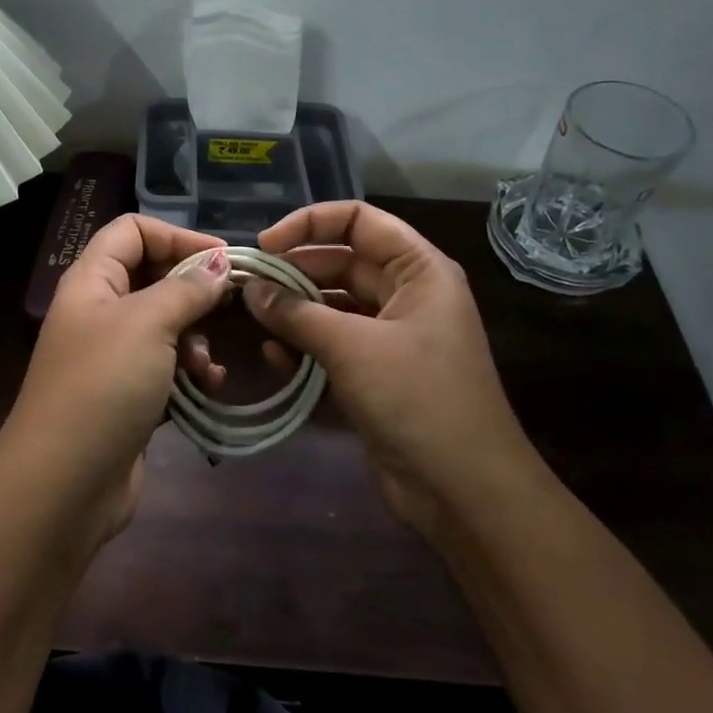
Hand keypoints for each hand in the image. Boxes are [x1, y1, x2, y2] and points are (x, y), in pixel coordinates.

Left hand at [0, 215, 230, 546]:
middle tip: (230, 305)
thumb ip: (187, 288)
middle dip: (193, 290)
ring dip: (196, 338)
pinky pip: (166, 367)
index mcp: (92, 280)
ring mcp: (112, 355)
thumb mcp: (148, 324)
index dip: (177, 235)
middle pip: (153, 276)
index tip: (223, 257)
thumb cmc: (104, 385)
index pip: (132, 231)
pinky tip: (208, 388)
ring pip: (166, 325)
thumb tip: (218, 263)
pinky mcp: (127, 394)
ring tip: (207, 364)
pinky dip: (189, 372)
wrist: (64, 483)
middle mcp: (99, 310)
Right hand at [245, 202, 538, 541]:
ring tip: (255, 323)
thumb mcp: (352, 348)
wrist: (465, 491)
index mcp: (418, 270)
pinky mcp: (375, 374)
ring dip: (294, 313)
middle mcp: (406, 295)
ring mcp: (390, 337)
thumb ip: (296, 313)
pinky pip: (332, 346)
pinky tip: (275, 360)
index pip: (359, 221)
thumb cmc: (418, 399)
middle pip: (340, 263)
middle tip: (246, 288)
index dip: (310, 223)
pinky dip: (304, 348)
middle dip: (293, 273)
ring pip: (331, 306)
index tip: (265, 245)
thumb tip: (251, 289)